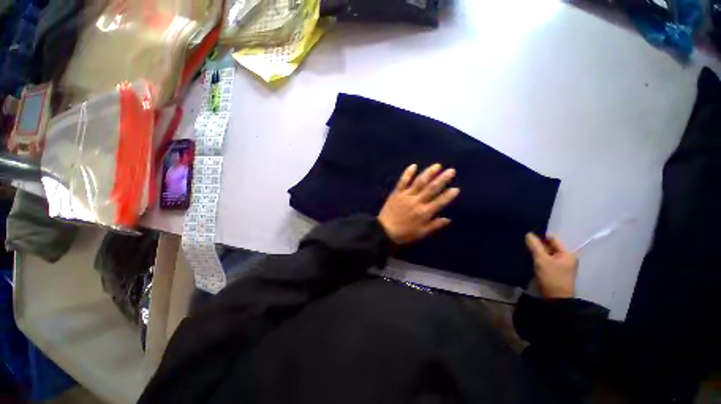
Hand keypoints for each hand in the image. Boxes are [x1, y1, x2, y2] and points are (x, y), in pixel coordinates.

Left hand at [378, 164, 459, 244]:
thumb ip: (435, 226)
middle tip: (451, 171)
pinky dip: (408, 173)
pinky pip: (403, 181)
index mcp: (424, 212)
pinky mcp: (396, 193)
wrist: (384, 231)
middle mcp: (417, 201)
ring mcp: (406, 195)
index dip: (449, 195)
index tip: (456, 188)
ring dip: (429, 173)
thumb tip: (448, 219)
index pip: (440, 202)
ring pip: (419, 182)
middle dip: (442, 179)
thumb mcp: (421, 233)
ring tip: (437, 166)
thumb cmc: (404, 234)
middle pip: (432, 188)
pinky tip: (413, 166)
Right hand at [525, 233, 577, 298]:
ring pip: (546, 253)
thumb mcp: (541, 259)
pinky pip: (545, 260)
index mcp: (567, 253)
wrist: (555, 299)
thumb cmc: (552, 277)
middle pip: (549, 246)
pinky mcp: (554, 271)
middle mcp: (566, 257)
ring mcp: (561, 265)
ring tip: (525, 251)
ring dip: (537, 252)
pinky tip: (529, 259)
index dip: (540, 237)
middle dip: (537, 245)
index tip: (527, 238)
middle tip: (524, 244)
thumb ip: (535, 245)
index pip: (552, 238)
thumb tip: (528, 233)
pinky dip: (538, 259)